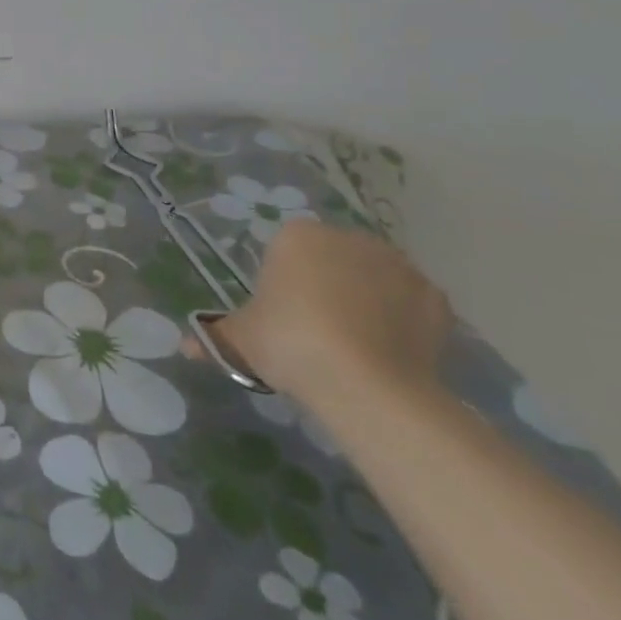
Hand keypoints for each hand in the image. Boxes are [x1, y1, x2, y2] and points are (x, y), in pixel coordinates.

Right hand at [186, 219, 453, 409]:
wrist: (368, 384)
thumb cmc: (292, 344)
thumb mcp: (241, 340)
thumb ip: (215, 336)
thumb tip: (185, 347)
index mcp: (298, 235)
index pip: (287, 251)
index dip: (284, 284)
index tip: (283, 318)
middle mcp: (349, 237)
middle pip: (333, 259)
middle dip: (327, 286)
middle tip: (316, 333)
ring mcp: (397, 265)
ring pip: (374, 278)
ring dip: (367, 300)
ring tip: (357, 346)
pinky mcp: (435, 298)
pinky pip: (411, 304)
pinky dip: (403, 321)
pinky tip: (390, 351)